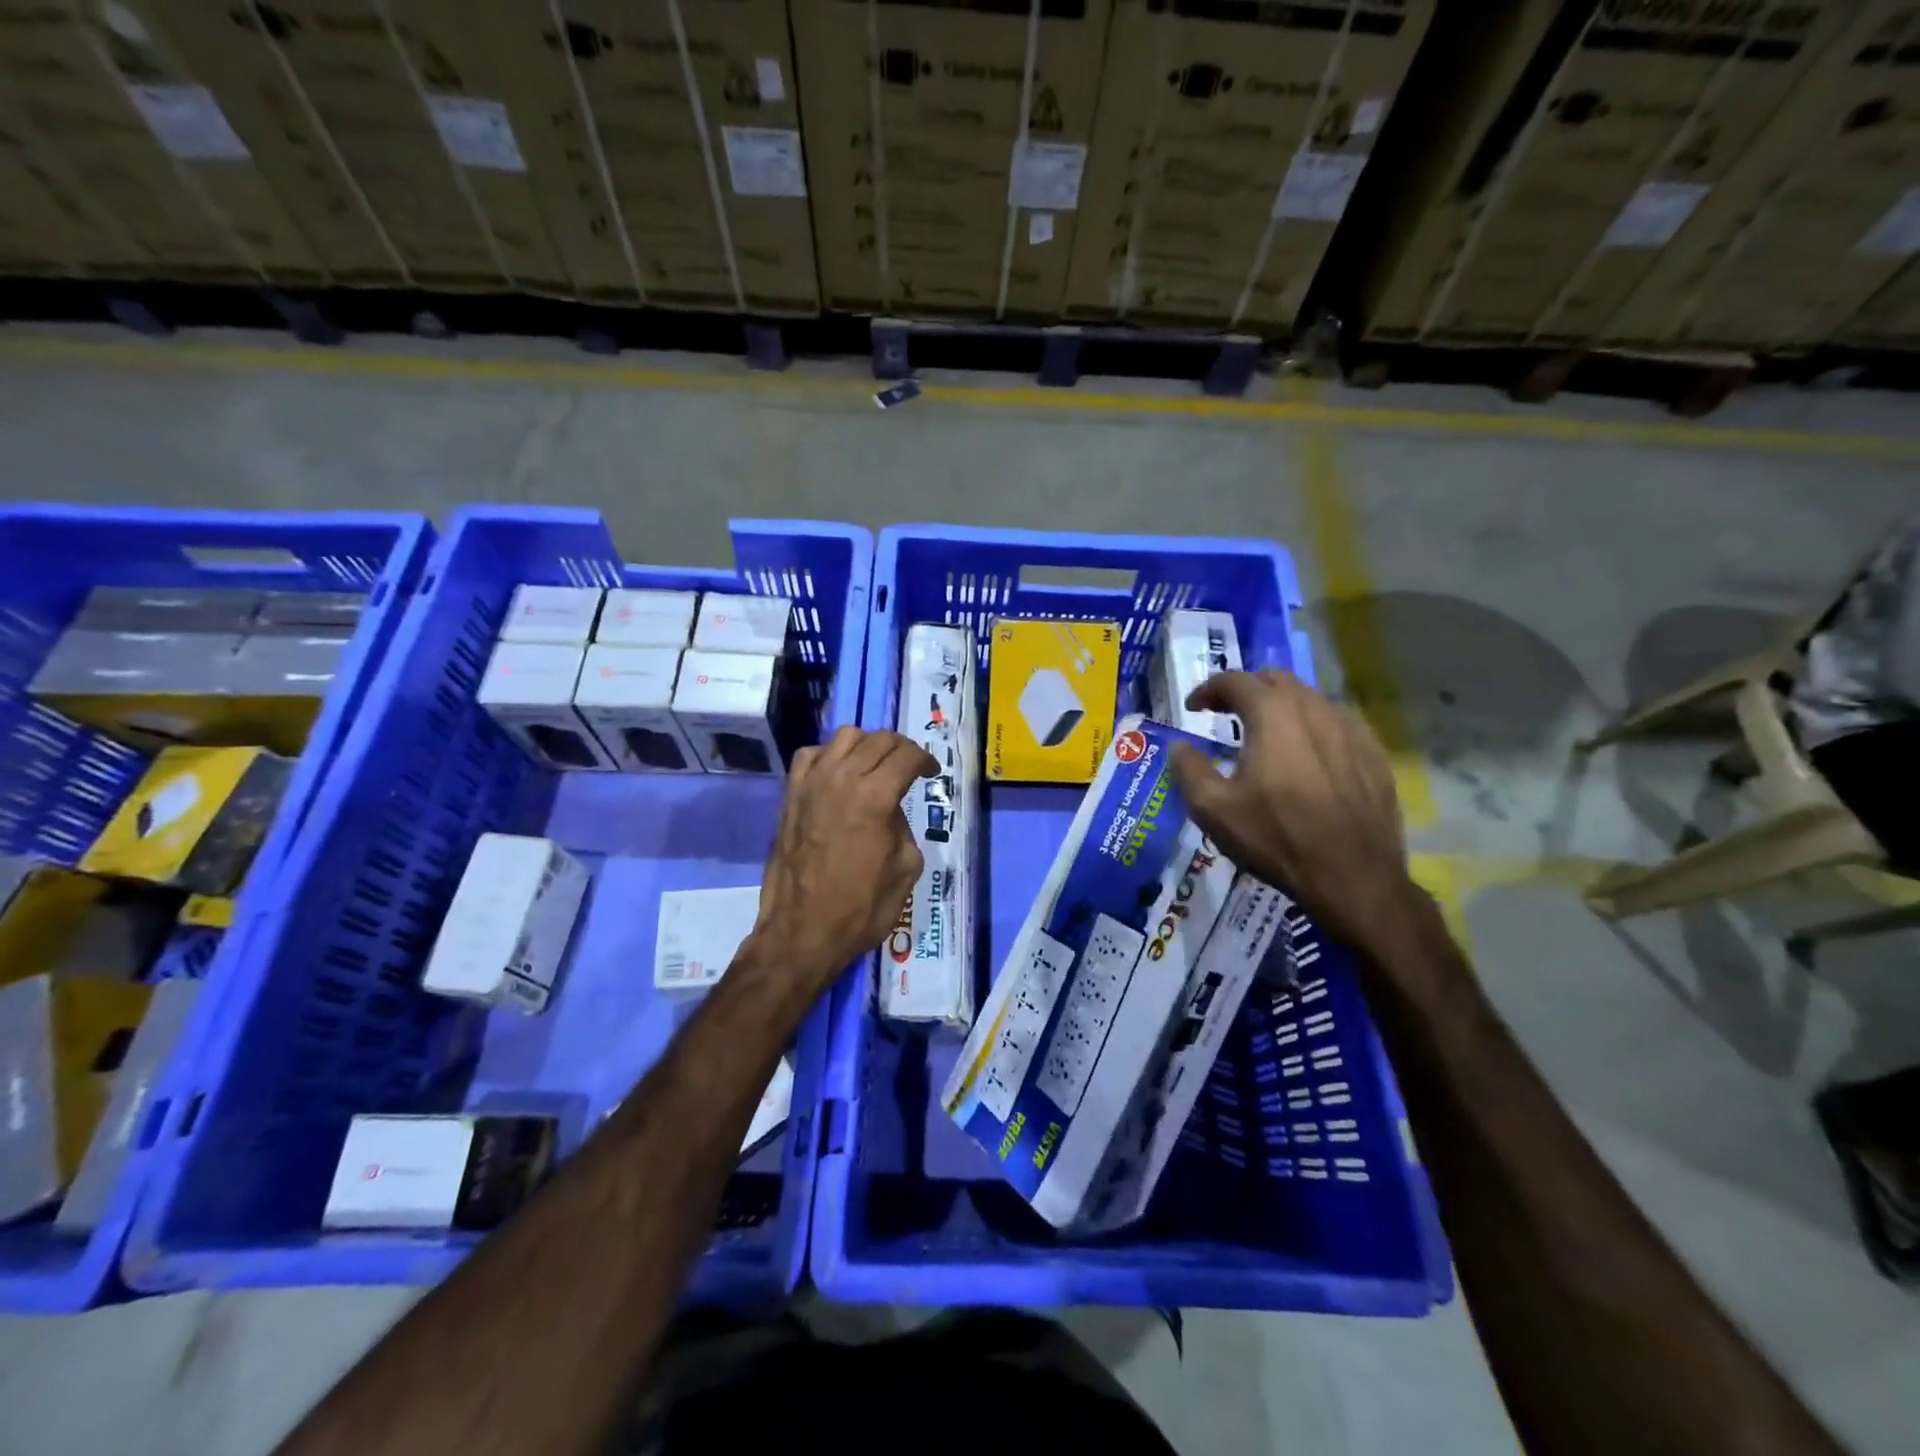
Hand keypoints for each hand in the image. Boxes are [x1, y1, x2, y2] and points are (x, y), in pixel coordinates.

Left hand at [750, 726, 937, 993]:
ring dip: (866, 745)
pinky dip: (830, 755)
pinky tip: (838, 775)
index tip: (930, 773)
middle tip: (909, 768)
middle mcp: (842, 778)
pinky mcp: (790, 795)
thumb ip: (904, 827)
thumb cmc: (861, 908)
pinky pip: (811, 754)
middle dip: (901, 749)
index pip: (907, 755)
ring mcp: (811, 783)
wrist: (802, 932)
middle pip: (878, 739)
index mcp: (876, 796)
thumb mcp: (906, 869)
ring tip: (874, 766)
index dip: (925, 760)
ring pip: (845, 737)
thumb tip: (891, 811)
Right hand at [1169, 671, 1418, 955]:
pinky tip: (1307, 755)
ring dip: (1281, 706)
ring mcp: (1350, 729)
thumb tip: (1179, 746)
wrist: (1353, 877)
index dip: (1208, 689)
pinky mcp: (1373, 754)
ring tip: (1266, 733)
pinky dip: (1313, 727)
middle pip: (1276, 679)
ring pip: (1310, 699)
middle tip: (1227, 713)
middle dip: (1247, 689)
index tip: (1194, 708)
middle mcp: (1314, 709)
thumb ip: (1188, 768)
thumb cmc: (1275, 838)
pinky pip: (1337, 724)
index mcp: (1273, 714)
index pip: (1235, 680)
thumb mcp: (1212, 808)